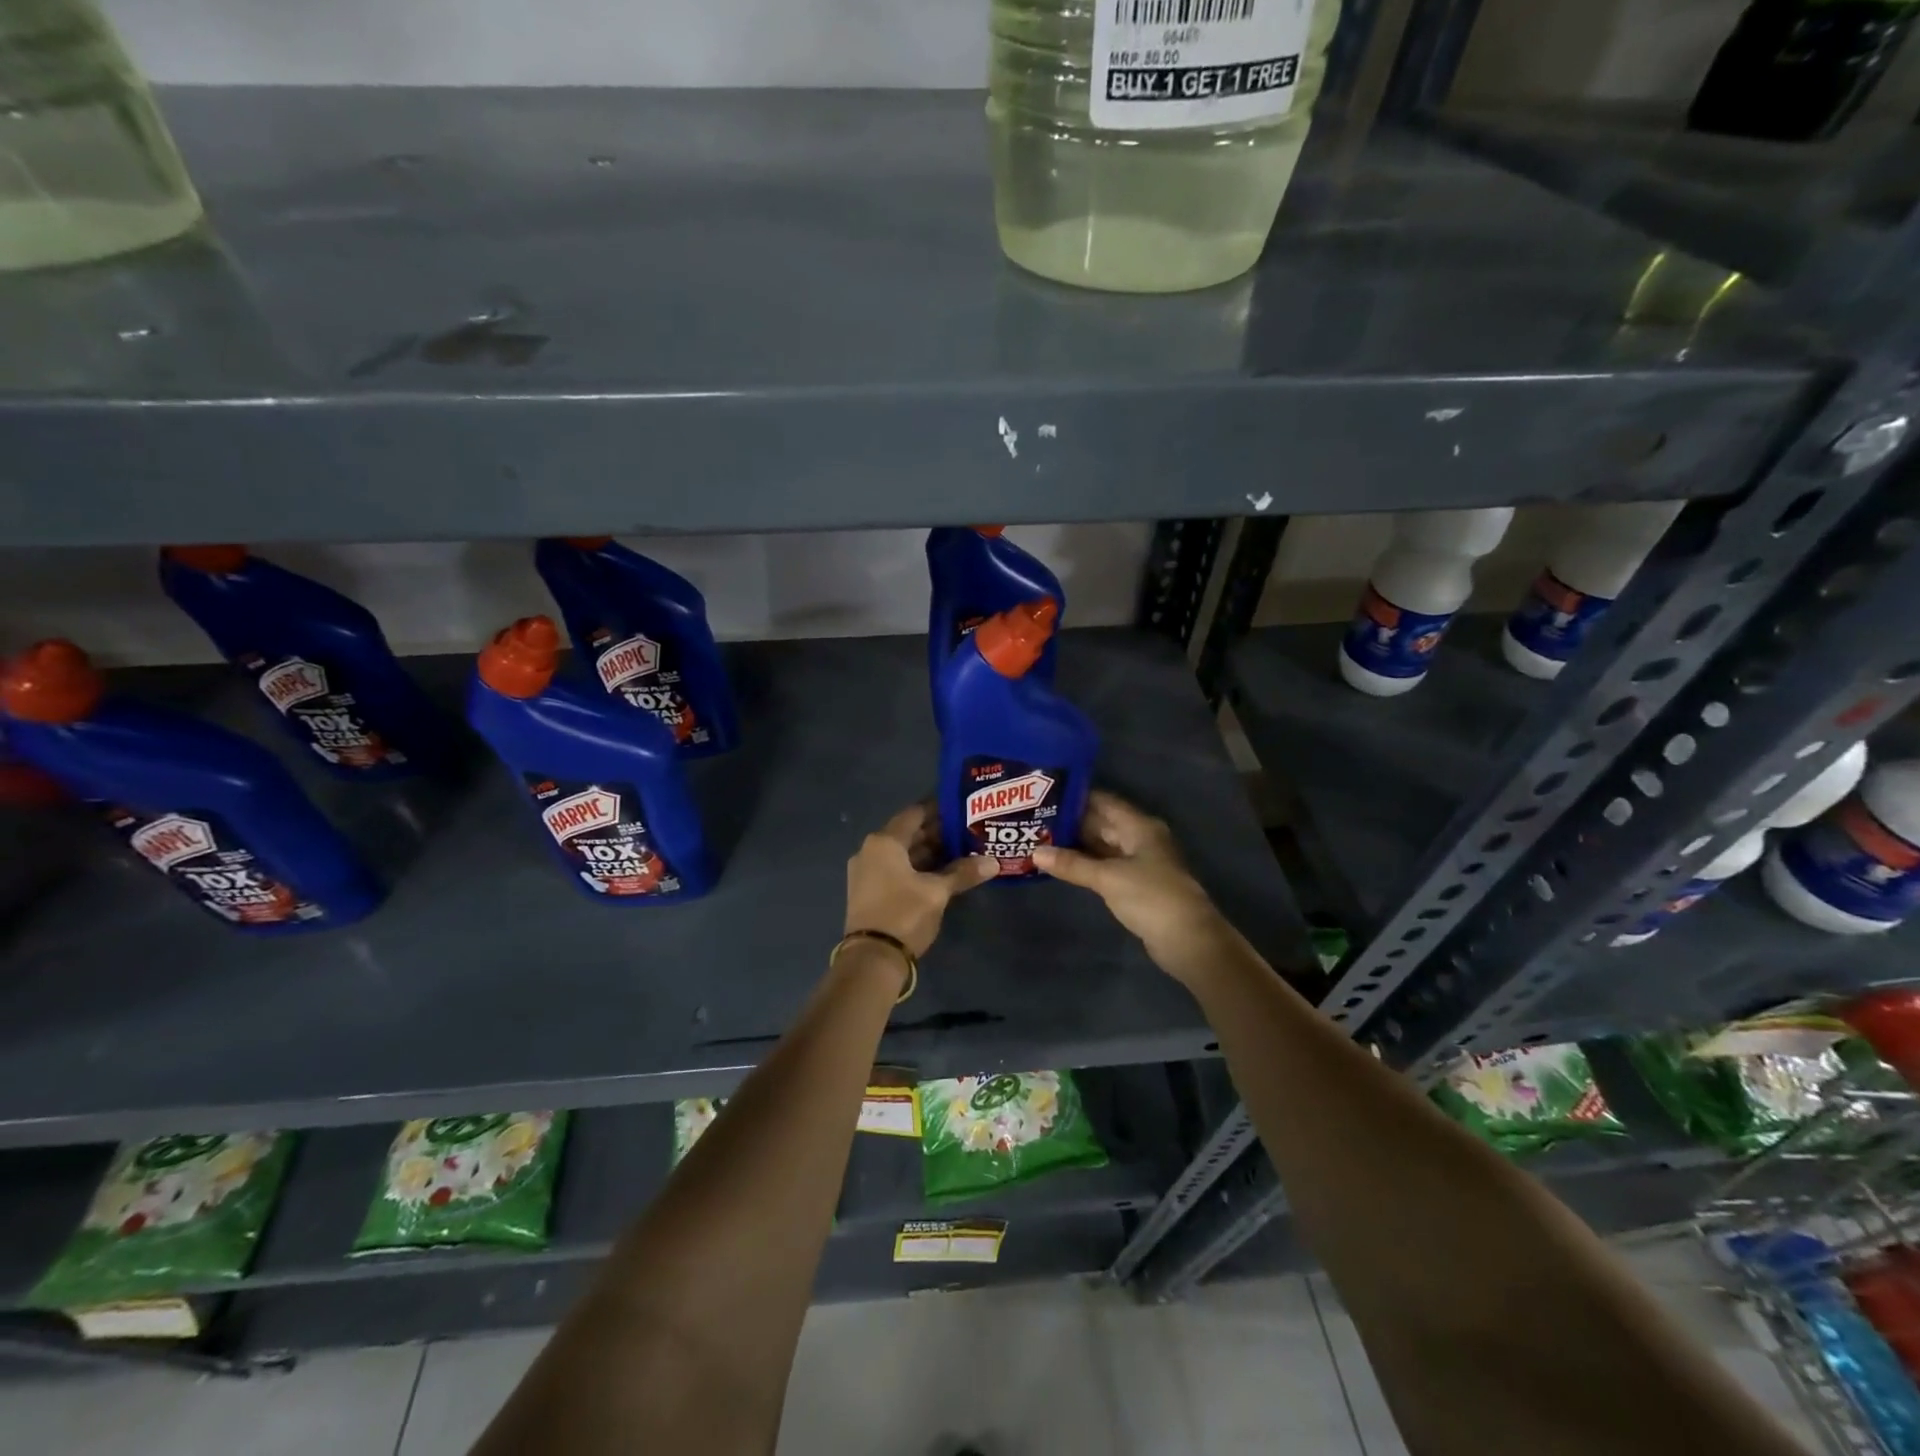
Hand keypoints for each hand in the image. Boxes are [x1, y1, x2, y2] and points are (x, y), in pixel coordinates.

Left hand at [845, 803, 998, 957]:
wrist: (871, 959)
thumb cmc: (904, 914)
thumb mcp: (937, 892)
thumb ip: (963, 873)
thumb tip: (993, 862)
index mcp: (884, 842)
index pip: (914, 814)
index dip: (938, 809)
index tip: (961, 807)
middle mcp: (870, 851)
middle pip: (908, 834)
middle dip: (937, 833)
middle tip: (967, 831)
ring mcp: (867, 872)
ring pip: (902, 854)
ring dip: (928, 852)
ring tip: (960, 851)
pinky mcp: (869, 891)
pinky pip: (896, 869)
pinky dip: (917, 868)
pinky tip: (941, 873)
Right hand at [1032, 790, 1226, 978]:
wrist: (1188, 940)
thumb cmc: (1150, 897)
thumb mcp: (1108, 878)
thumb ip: (1072, 864)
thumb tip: (1035, 852)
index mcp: (1139, 826)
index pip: (1104, 802)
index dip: (1076, 797)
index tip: (1045, 794)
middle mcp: (1140, 838)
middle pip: (1102, 823)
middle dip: (1072, 822)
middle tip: (1035, 819)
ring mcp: (1140, 862)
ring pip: (1103, 846)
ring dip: (1077, 845)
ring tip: (1041, 839)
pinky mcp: (1136, 884)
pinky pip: (1106, 866)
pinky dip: (1087, 864)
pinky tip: (1063, 865)